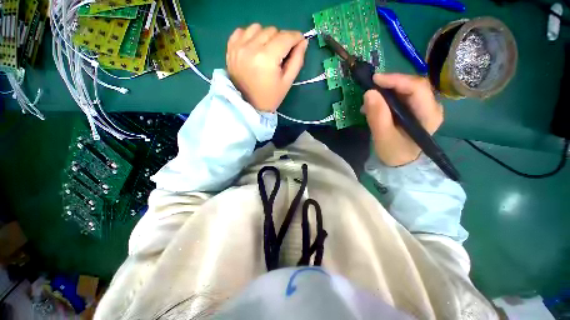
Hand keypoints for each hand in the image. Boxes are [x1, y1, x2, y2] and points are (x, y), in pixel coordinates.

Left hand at [226, 24, 307, 112]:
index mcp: (267, 58)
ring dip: (265, 36)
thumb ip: (297, 60)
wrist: (247, 105)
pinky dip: (250, 36)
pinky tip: (254, 48)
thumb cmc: (270, 97)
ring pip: (257, 28)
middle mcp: (251, 47)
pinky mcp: (230, 48)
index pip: (285, 37)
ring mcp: (238, 46)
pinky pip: (242, 30)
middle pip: (272, 30)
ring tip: (266, 51)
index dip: (296, 37)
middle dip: (281, 40)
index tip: (299, 42)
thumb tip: (303, 42)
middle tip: (281, 55)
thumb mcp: (287, 82)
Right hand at [363, 73, 442, 166]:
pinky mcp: (414, 109)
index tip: (375, 79)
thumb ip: (377, 116)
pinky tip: (374, 104)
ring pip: (406, 88)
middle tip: (370, 87)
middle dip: (390, 84)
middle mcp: (430, 106)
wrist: (400, 162)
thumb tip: (369, 93)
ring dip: (386, 90)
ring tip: (369, 100)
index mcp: (429, 114)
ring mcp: (423, 106)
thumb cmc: (394, 153)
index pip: (417, 88)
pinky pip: (401, 96)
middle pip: (412, 85)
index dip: (396, 80)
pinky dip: (386, 97)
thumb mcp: (383, 137)